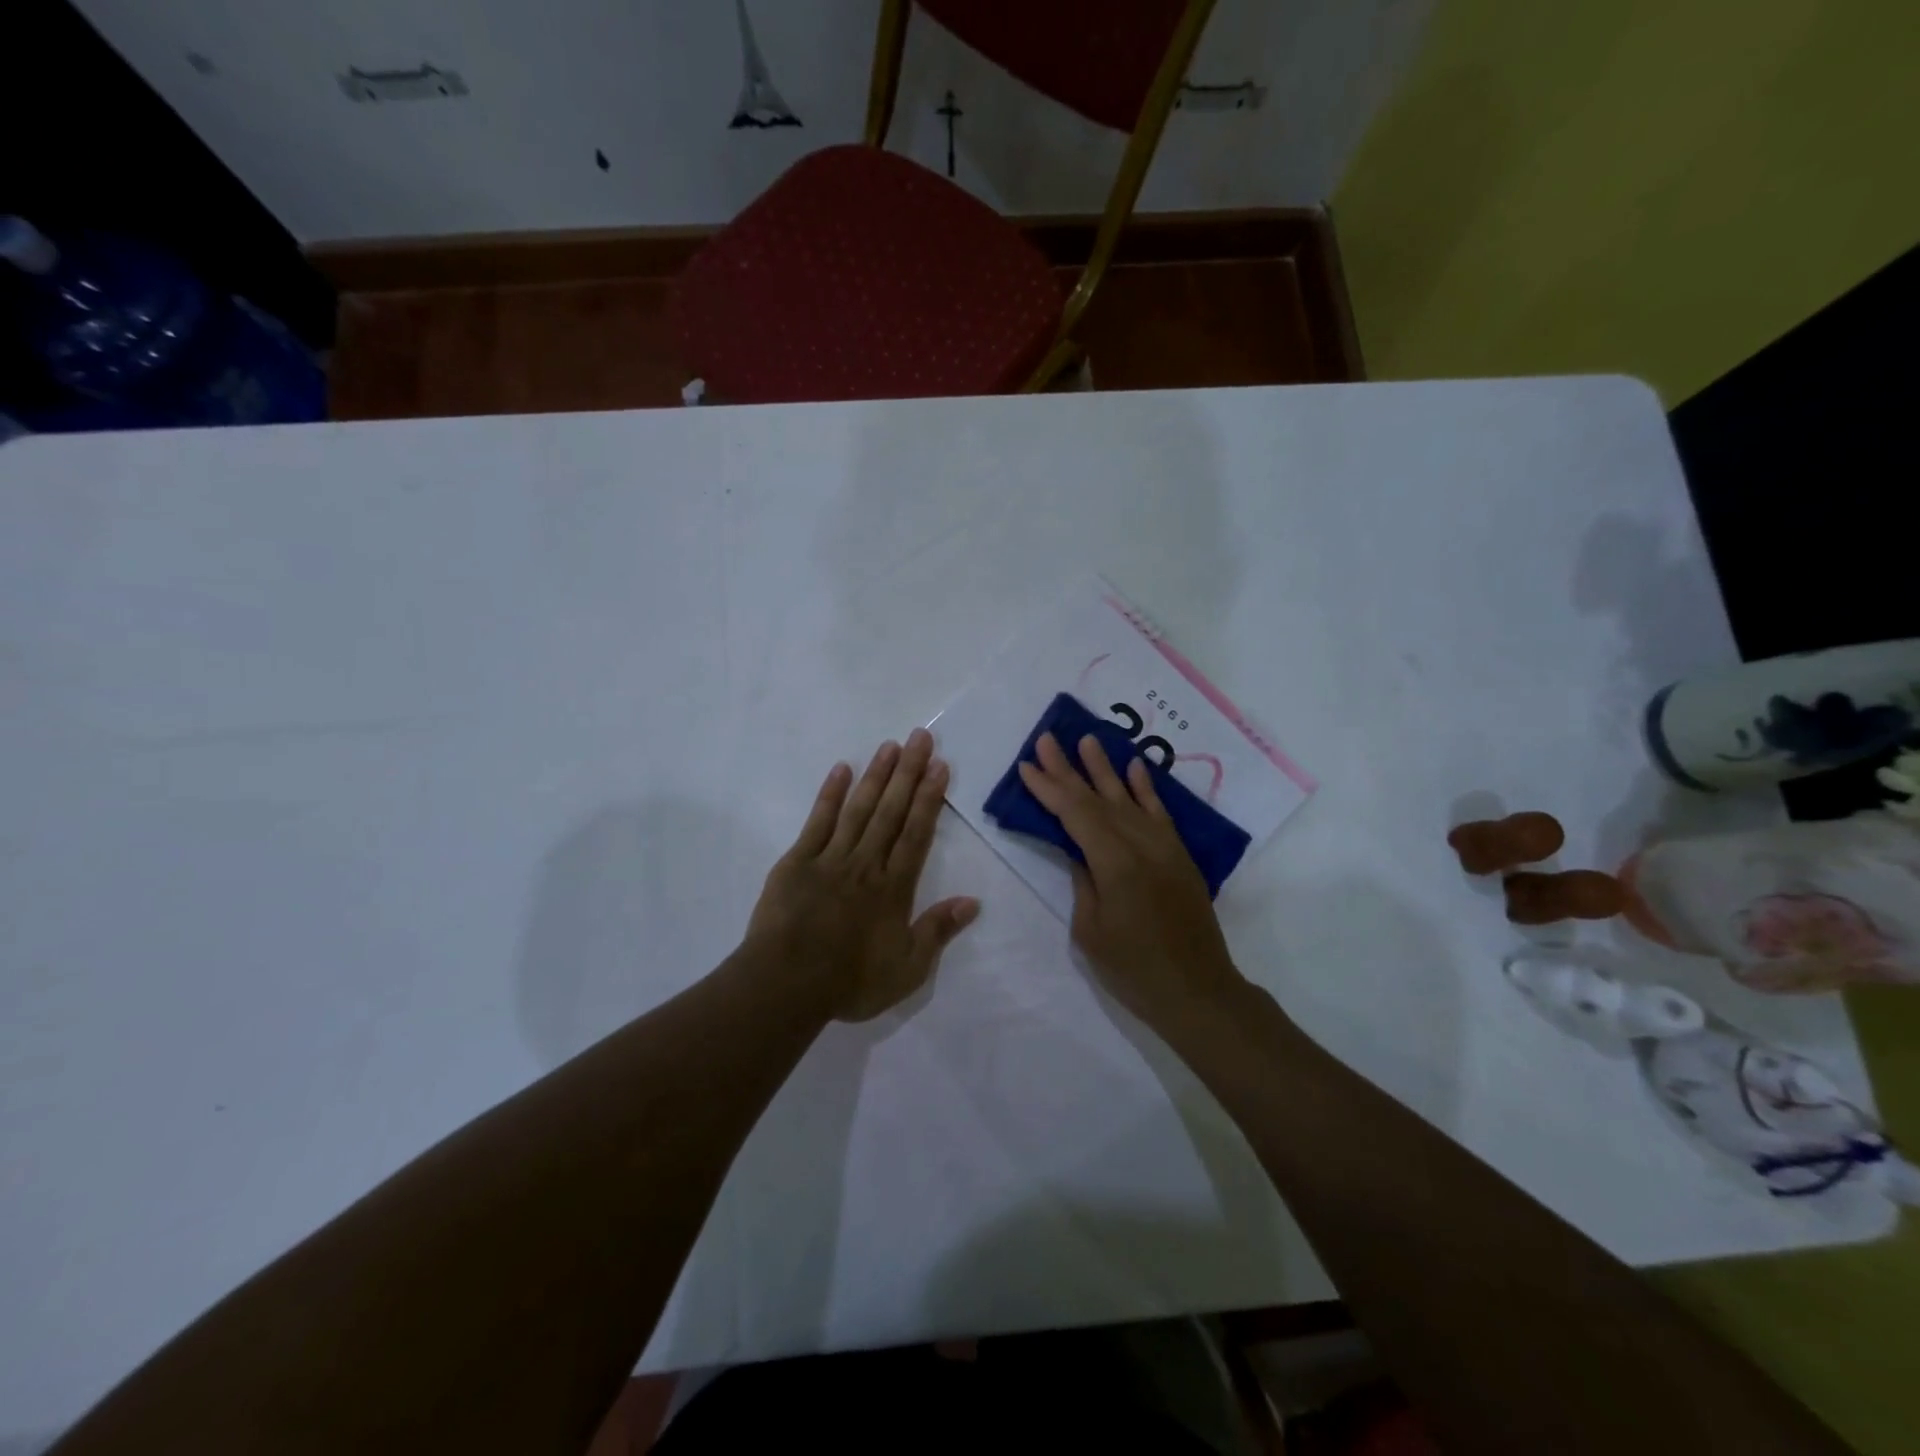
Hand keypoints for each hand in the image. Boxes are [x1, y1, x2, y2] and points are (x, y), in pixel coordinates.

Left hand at [746, 728, 980, 1021]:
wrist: (786, 984)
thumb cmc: (850, 980)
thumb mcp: (907, 969)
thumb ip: (938, 931)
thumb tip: (972, 902)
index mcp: (893, 888)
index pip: (917, 834)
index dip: (929, 798)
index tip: (940, 767)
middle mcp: (866, 863)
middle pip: (891, 811)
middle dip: (908, 773)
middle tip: (920, 738)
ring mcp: (830, 859)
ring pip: (859, 809)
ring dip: (876, 776)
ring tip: (890, 745)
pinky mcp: (798, 861)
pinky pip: (818, 822)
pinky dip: (830, 795)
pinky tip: (841, 770)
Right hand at [1017, 732, 1244, 1029]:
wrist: (1198, 992)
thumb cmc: (1134, 969)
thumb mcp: (1091, 930)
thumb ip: (1084, 881)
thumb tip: (1079, 851)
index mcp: (1114, 863)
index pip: (1075, 814)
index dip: (1048, 788)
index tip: (1026, 765)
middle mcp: (1141, 845)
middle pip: (1098, 798)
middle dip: (1068, 769)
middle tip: (1047, 738)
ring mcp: (1164, 847)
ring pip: (1128, 798)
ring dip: (1105, 768)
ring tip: (1087, 739)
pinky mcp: (1179, 856)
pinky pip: (1159, 813)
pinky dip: (1146, 788)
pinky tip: (1135, 767)